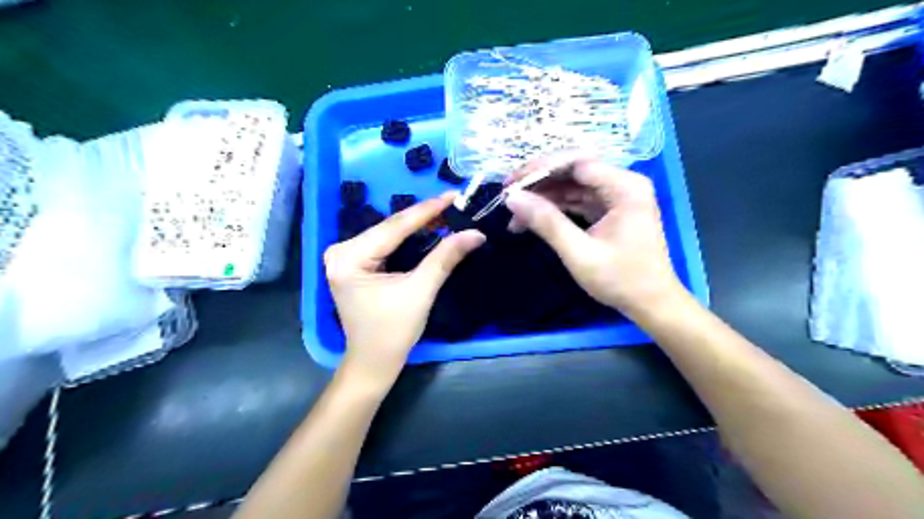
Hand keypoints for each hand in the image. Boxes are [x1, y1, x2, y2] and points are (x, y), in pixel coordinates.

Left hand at [322, 193, 483, 386]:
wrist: (373, 361)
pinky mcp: (353, 263)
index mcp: (349, 258)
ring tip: (445, 212)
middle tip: (453, 203)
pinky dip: (406, 238)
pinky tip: (426, 228)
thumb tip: (474, 233)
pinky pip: (384, 243)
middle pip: (389, 228)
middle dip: (422, 217)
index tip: (452, 195)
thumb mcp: (421, 292)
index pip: (393, 227)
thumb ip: (445, 258)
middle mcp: (340, 251)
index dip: (427, 210)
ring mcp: (344, 257)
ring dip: (416, 225)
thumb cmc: (393, 331)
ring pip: (387, 234)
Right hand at [503, 152, 680, 318]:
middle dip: (539, 182)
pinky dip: (556, 208)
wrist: (651, 304)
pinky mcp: (611, 209)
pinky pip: (578, 199)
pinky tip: (534, 219)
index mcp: (625, 187)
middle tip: (508, 197)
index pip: (576, 162)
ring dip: (544, 197)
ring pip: (573, 185)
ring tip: (516, 214)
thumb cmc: (621, 280)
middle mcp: (623, 184)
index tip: (510, 185)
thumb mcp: (579, 253)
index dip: (540, 169)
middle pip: (573, 170)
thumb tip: (512, 198)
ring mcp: (617, 196)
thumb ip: (547, 222)